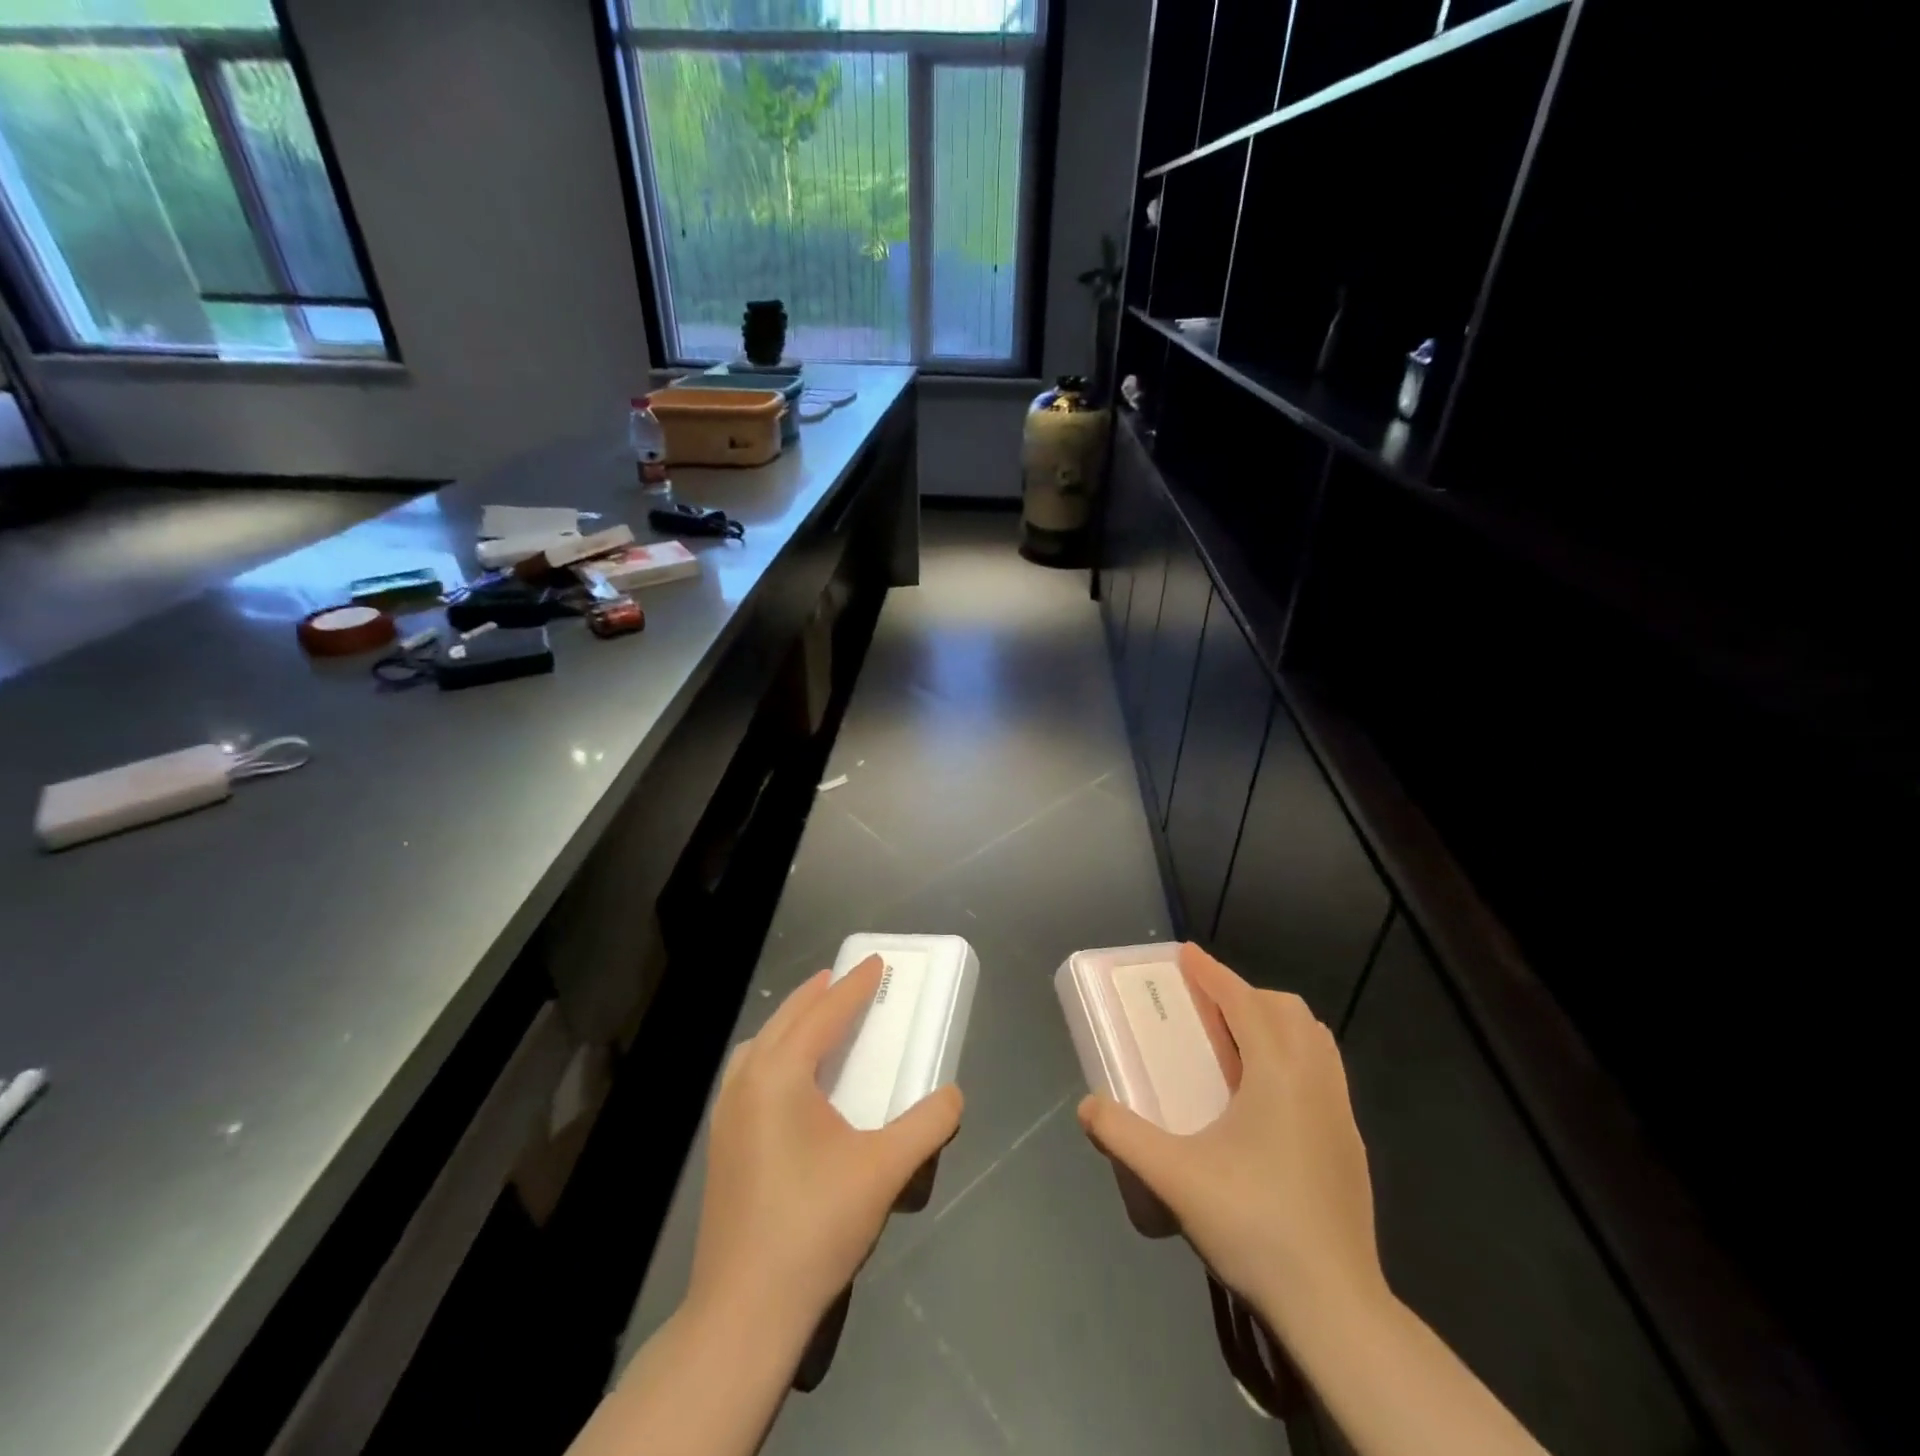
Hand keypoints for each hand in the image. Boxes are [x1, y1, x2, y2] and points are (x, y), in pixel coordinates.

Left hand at [688, 955, 964, 1337]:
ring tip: (816, 1017)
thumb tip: (952, 1095)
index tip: (876, 963)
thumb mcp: (884, 1170)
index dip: (854, 986)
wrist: (744, 1310)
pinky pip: (748, 1072)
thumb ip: (927, 1125)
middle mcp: (747, 1081)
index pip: (824, 1014)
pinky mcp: (721, 1143)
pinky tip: (788, 1077)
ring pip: (760, 1045)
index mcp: (781, 1075)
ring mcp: (727, 1113)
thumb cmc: (815, 1227)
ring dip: (791, 1022)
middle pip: (786, 1020)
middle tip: (844, 978)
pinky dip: (772, 1052)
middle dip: (817, 995)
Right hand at [1077, 943, 1386, 1345]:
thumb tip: (1087, 1106)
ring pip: (1313, 1039)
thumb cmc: (1253, 1226)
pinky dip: (1293, 1058)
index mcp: (1278, 1074)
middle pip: (1287, 1010)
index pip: (1245, 1002)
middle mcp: (1315, 1080)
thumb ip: (1122, 1136)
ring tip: (1236, 1047)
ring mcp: (1340, 1113)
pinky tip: (1264, 1100)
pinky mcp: (1350, 1145)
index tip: (1186, 954)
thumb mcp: (1173, 1178)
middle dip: (1246, 995)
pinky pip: (1323, 1072)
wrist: (1334, 1307)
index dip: (1213, 973)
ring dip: (1274, 1024)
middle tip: (1206, 1009)